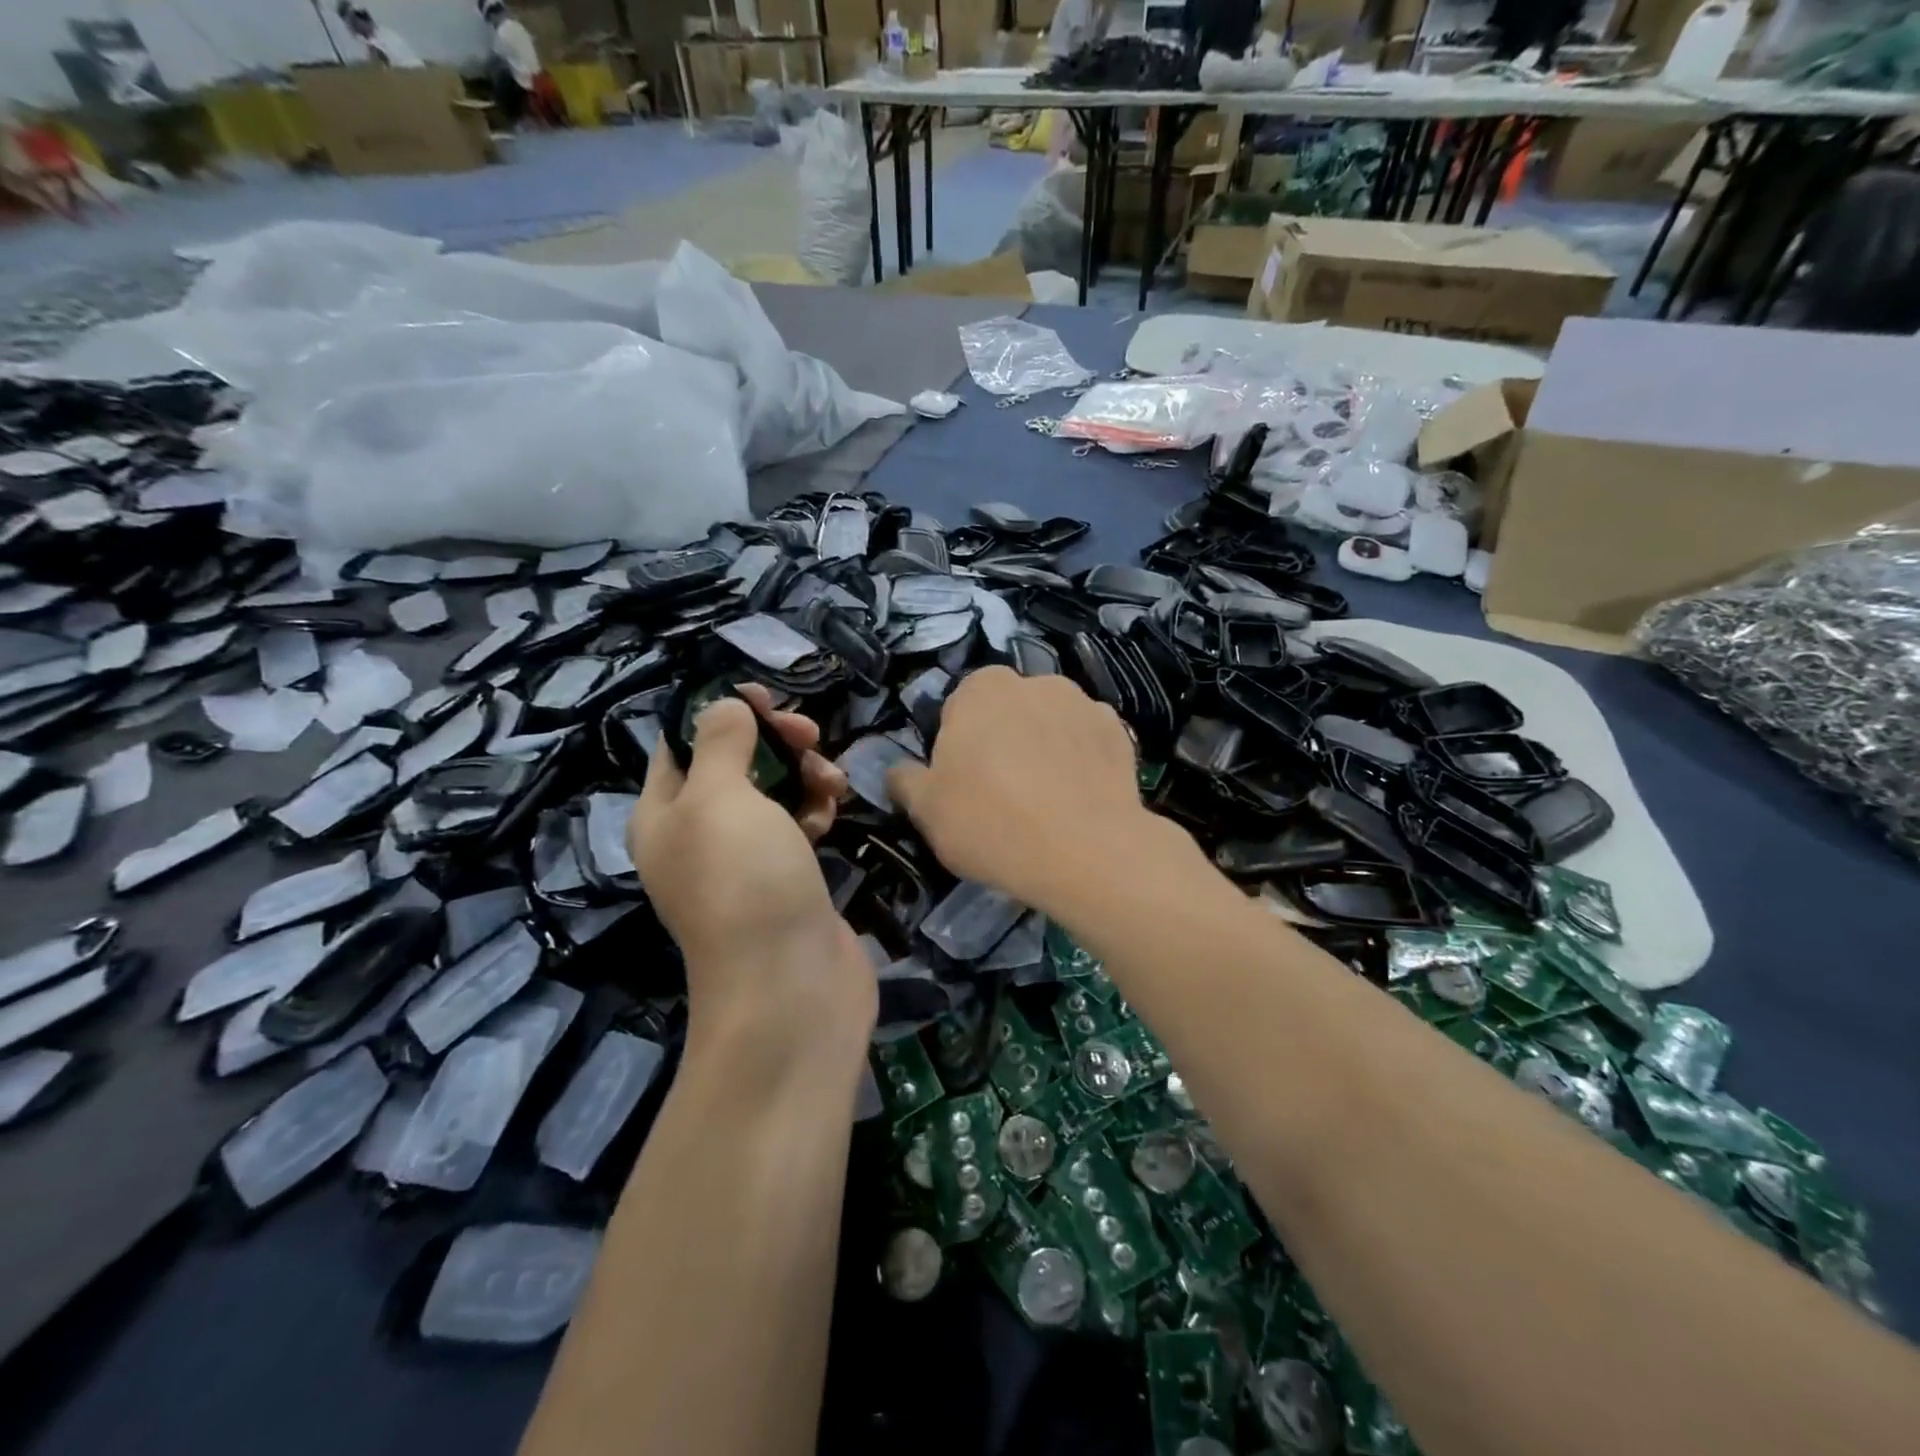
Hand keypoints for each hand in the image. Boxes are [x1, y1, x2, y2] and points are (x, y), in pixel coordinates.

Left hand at [630, 685, 872, 1060]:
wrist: (791, 986)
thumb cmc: (744, 882)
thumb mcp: (719, 799)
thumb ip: (720, 743)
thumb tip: (723, 706)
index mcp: (664, 815)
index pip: (682, 744)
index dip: (719, 713)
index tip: (764, 697)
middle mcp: (699, 835)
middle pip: (735, 764)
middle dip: (772, 742)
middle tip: (809, 735)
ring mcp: (747, 860)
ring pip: (774, 793)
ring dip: (804, 774)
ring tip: (832, 781)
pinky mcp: (788, 878)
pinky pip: (799, 825)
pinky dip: (816, 809)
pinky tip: (835, 811)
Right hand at [886, 667, 1160, 912]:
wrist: (1086, 852)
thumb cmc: (991, 823)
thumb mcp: (926, 810)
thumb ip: (905, 781)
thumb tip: (898, 771)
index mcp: (982, 689)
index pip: (959, 708)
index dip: (958, 746)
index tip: (963, 784)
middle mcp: (1035, 682)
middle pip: (1008, 712)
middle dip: (1003, 741)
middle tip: (1002, 794)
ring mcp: (1084, 704)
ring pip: (1051, 724)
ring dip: (1044, 747)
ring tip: (1046, 801)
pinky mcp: (1120, 733)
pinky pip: (1088, 743)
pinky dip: (1081, 762)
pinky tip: (1078, 800)